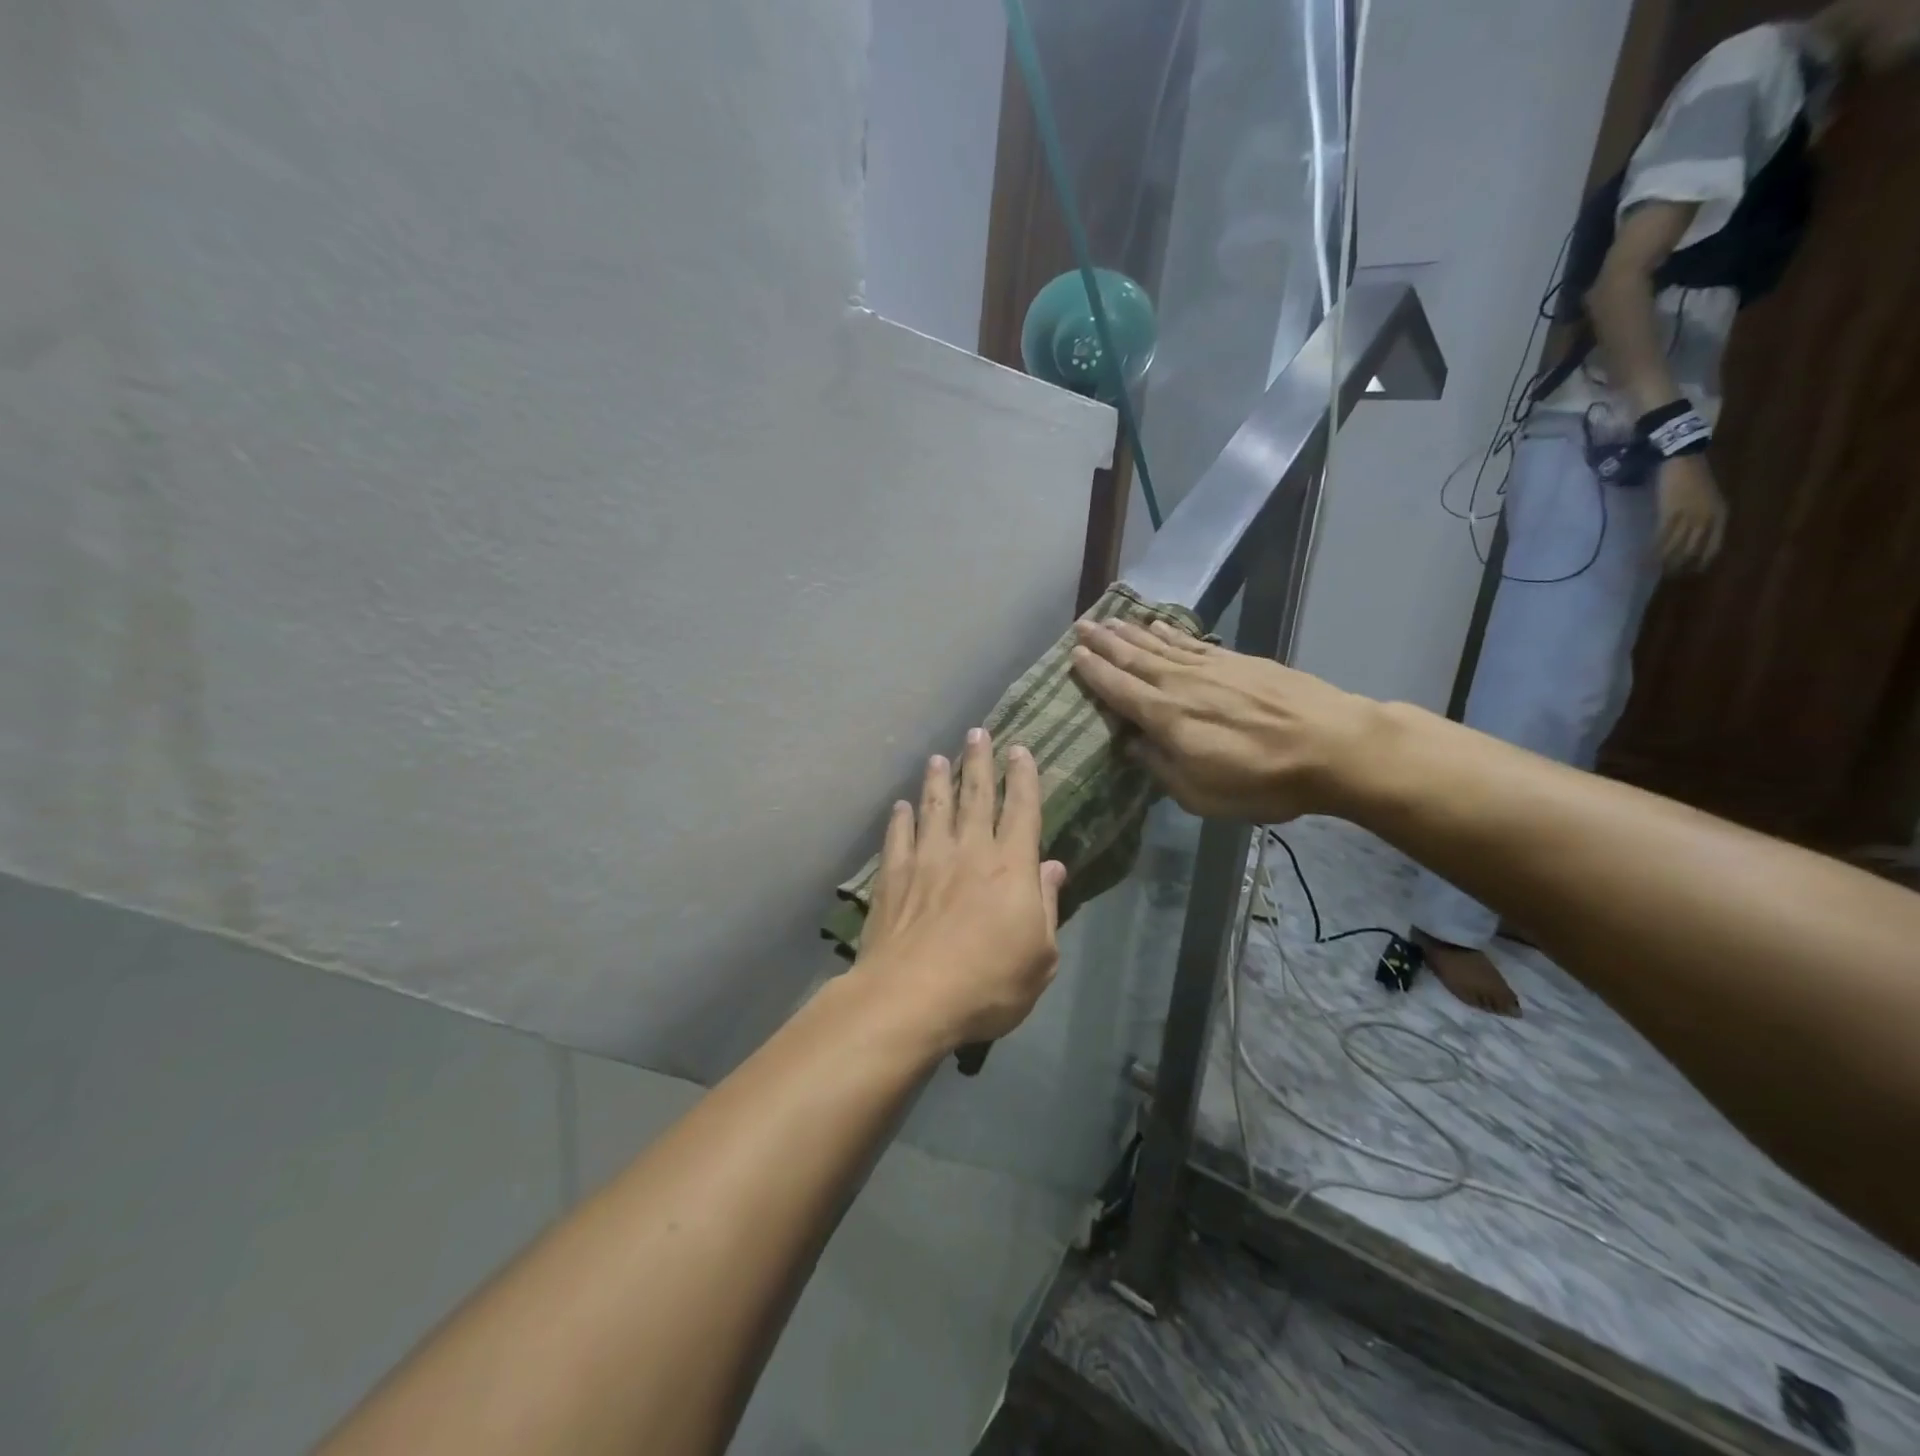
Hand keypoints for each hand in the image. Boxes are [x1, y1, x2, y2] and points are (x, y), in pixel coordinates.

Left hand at [853, 728, 1066, 1046]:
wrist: (912, 997)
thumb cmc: (989, 983)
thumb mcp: (1040, 956)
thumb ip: (1047, 906)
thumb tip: (1053, 867)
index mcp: (1010, 867)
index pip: (1021, 810)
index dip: (1023, 778)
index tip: (1020, 749)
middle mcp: (968, 851)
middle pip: (976, 796)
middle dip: (979, 762)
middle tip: (977, 732)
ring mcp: (926, 860)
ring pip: (934, 807)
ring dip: (938, 780)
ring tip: (939, 757)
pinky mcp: (893, 877)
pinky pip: (897, 837)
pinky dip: (900, 819)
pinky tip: (900, 806)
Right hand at [1070, 620, 1377, 822]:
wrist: (1332, 746)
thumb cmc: (1261, 780)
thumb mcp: (1200, 794)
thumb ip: (1160, 767)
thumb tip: (1134, 743)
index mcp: (1166, 717)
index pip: (1119, 689)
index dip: (1094, 673)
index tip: (1074, 655)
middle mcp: (1181, 684)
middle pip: (1134, 658)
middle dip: (1105, 643)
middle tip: (1082, 626)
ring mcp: (1211, 667)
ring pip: (1161, 644)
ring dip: (1132, 633)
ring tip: (1111, 620)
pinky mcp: (1238, 661)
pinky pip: (1192, 642)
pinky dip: (1172, 632)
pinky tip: (1160, 625)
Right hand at [1655, 454, 1726, 573]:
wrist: (1684, 460)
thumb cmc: (1695, 478)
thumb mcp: (1707, 499)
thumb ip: (1703, 516)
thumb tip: (1691, 537)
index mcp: (1720, 514)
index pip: (1713, 544)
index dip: (1703, 560)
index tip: (1693, 572)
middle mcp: (1707, 517)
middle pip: (1694, 547)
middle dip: (1683, 563)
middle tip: (1671, 575)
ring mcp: (1689, 515)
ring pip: (1678, 544)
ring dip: (1667, 559)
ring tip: (1657, 570)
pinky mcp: (1671, 512)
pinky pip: (1663, 535)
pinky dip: (1655, 548)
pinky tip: (1648, 556)